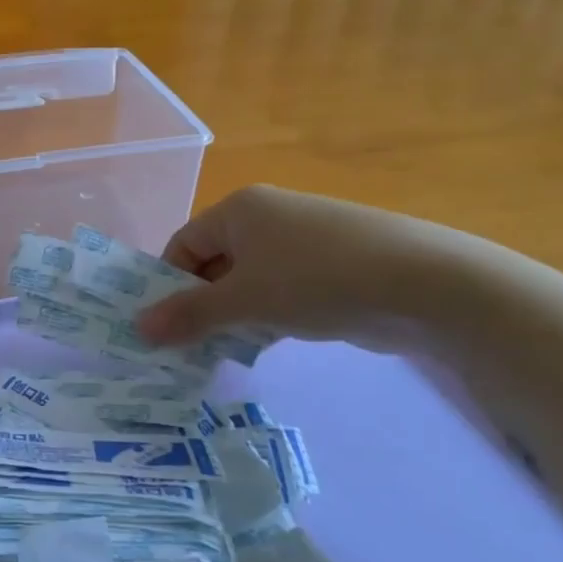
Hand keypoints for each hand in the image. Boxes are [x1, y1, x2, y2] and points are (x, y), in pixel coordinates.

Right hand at [136, 185, 458, 350]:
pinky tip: (265, 345)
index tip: (163, 327)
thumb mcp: (245, 300)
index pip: (184, 244)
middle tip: (189, 346)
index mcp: (239, 209)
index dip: (168, 284)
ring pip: (248, 281)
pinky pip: (281, 291)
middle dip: (200, 305)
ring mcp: (302, 242)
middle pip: (214, 263)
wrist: (424, 284)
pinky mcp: (330, 268)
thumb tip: (138, 328)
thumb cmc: (316, 279)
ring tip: (223, 352)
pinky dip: (267, 316)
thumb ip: (189, 315)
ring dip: (233, 316)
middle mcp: (267, 217)